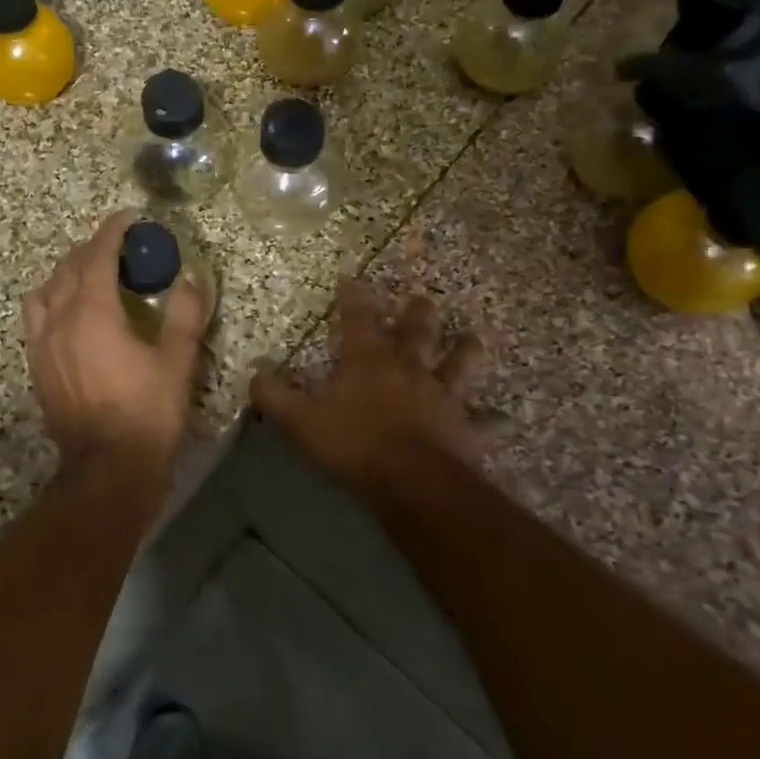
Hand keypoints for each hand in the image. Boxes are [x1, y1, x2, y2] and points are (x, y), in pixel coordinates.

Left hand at [25, 210, 207, 469]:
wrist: (107, 468)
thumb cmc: (147, 412)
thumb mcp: (177, 361)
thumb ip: (184, 314)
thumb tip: (189, 279)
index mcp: (93, 312)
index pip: (98, 255)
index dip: (112, 231)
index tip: (128, 217)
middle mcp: (60, 319)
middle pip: (69, 268)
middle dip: (92, 248)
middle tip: (118, 246)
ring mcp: (41, 343)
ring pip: (45, 290)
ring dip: (67, 273)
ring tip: (88, 276)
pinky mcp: (36, 366)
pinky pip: (35, 317)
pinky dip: (51, 300)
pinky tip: (68, 313)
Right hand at [250, 281, 483, 489]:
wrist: (412, 481)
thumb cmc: (353, 444)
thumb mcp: (301, 420)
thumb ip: (275, 395)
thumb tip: (254, 371)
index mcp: (368, 361)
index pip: (358, 319)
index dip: (354, 297)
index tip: (353, 277)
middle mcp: (408, 368)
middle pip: (416, 332)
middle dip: (417, 313)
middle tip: (423, 298)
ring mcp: (441, 395)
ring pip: (458, 364)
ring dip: (464, 351)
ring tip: (472, 338)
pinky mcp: (465, 426)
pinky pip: (484, 421)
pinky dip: (493, 419)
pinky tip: (505, 417)